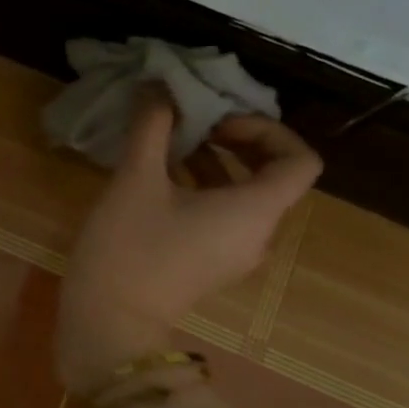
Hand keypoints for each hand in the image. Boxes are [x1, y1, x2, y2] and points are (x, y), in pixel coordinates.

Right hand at [56, 101, 321, 389]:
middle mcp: (257, 233)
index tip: (217, 123)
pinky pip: (223, 216)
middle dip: (236, 141)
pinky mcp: (210, 264)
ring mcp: (235, 253)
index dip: (266, 130)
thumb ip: (153, 126)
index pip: (300, 160)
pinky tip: (157, 178)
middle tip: (193, 125)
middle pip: (273, 175)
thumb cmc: (129, 247)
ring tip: (168, 144)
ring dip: (214, 162)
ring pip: (244, 195)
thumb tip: (159, 85)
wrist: (108, 322)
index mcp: (255, 211)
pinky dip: (203, 189)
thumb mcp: (136, 179)